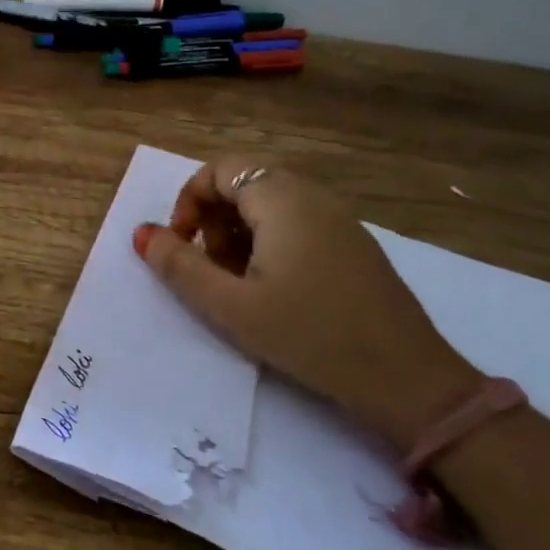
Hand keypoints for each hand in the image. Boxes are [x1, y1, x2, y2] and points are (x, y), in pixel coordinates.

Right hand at [134, 160, 483, 450]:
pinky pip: (297, 223)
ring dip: (238, 234)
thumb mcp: (229, 306)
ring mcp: (339, 219)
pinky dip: (269, 243)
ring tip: (237, 284)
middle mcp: (313, 196)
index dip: (188, 202)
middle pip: (243, 184)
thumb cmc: (308, 336)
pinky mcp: (353, 244)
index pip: (218, 170)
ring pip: (270, 205)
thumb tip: (142, 233)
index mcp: (282, 199)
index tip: (181, 247)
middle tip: (209, 270)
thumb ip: (178, 266)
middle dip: (212, 221)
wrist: (407, 379)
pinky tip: (274, 290)